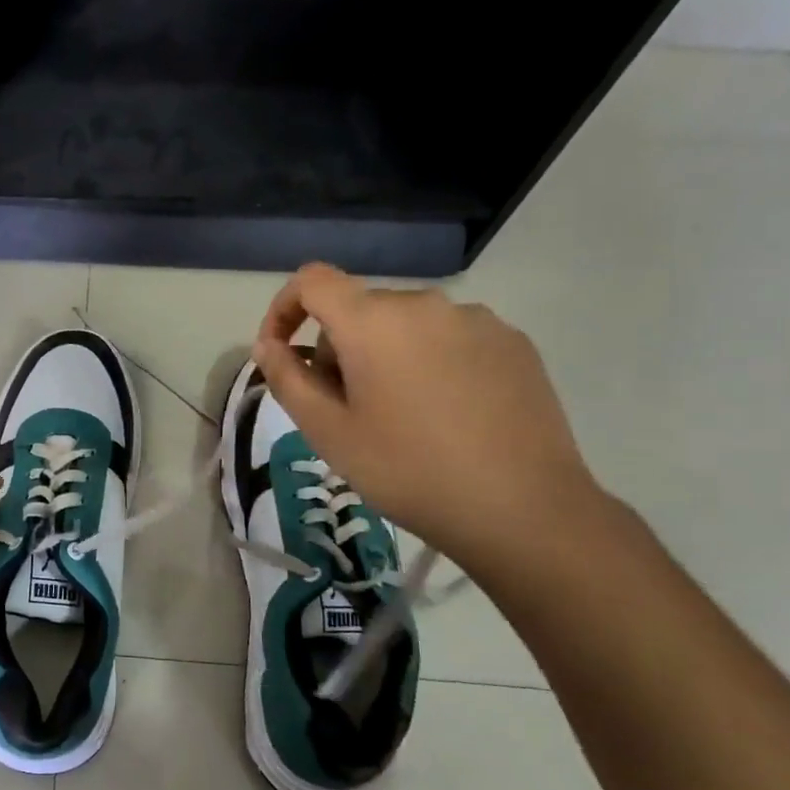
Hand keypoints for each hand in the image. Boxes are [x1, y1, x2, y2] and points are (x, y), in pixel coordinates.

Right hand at [253, 264, 602, 569]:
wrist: (521, 508)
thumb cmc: (406, 470)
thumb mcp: (328, 432)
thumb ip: (287, 379)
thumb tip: (268, 346)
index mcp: (373, 320)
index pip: (312, 281)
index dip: (284, 309)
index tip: (281, 353)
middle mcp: (425, 304)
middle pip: (359, 308)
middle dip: (337, 348)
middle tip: (342, 409)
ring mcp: (477, 320)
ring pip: (406, 325)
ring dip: (383, 356)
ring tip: (397, 416)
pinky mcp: (513, 343)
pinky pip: (450, 338)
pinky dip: (429, 362)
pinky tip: (444, 415)